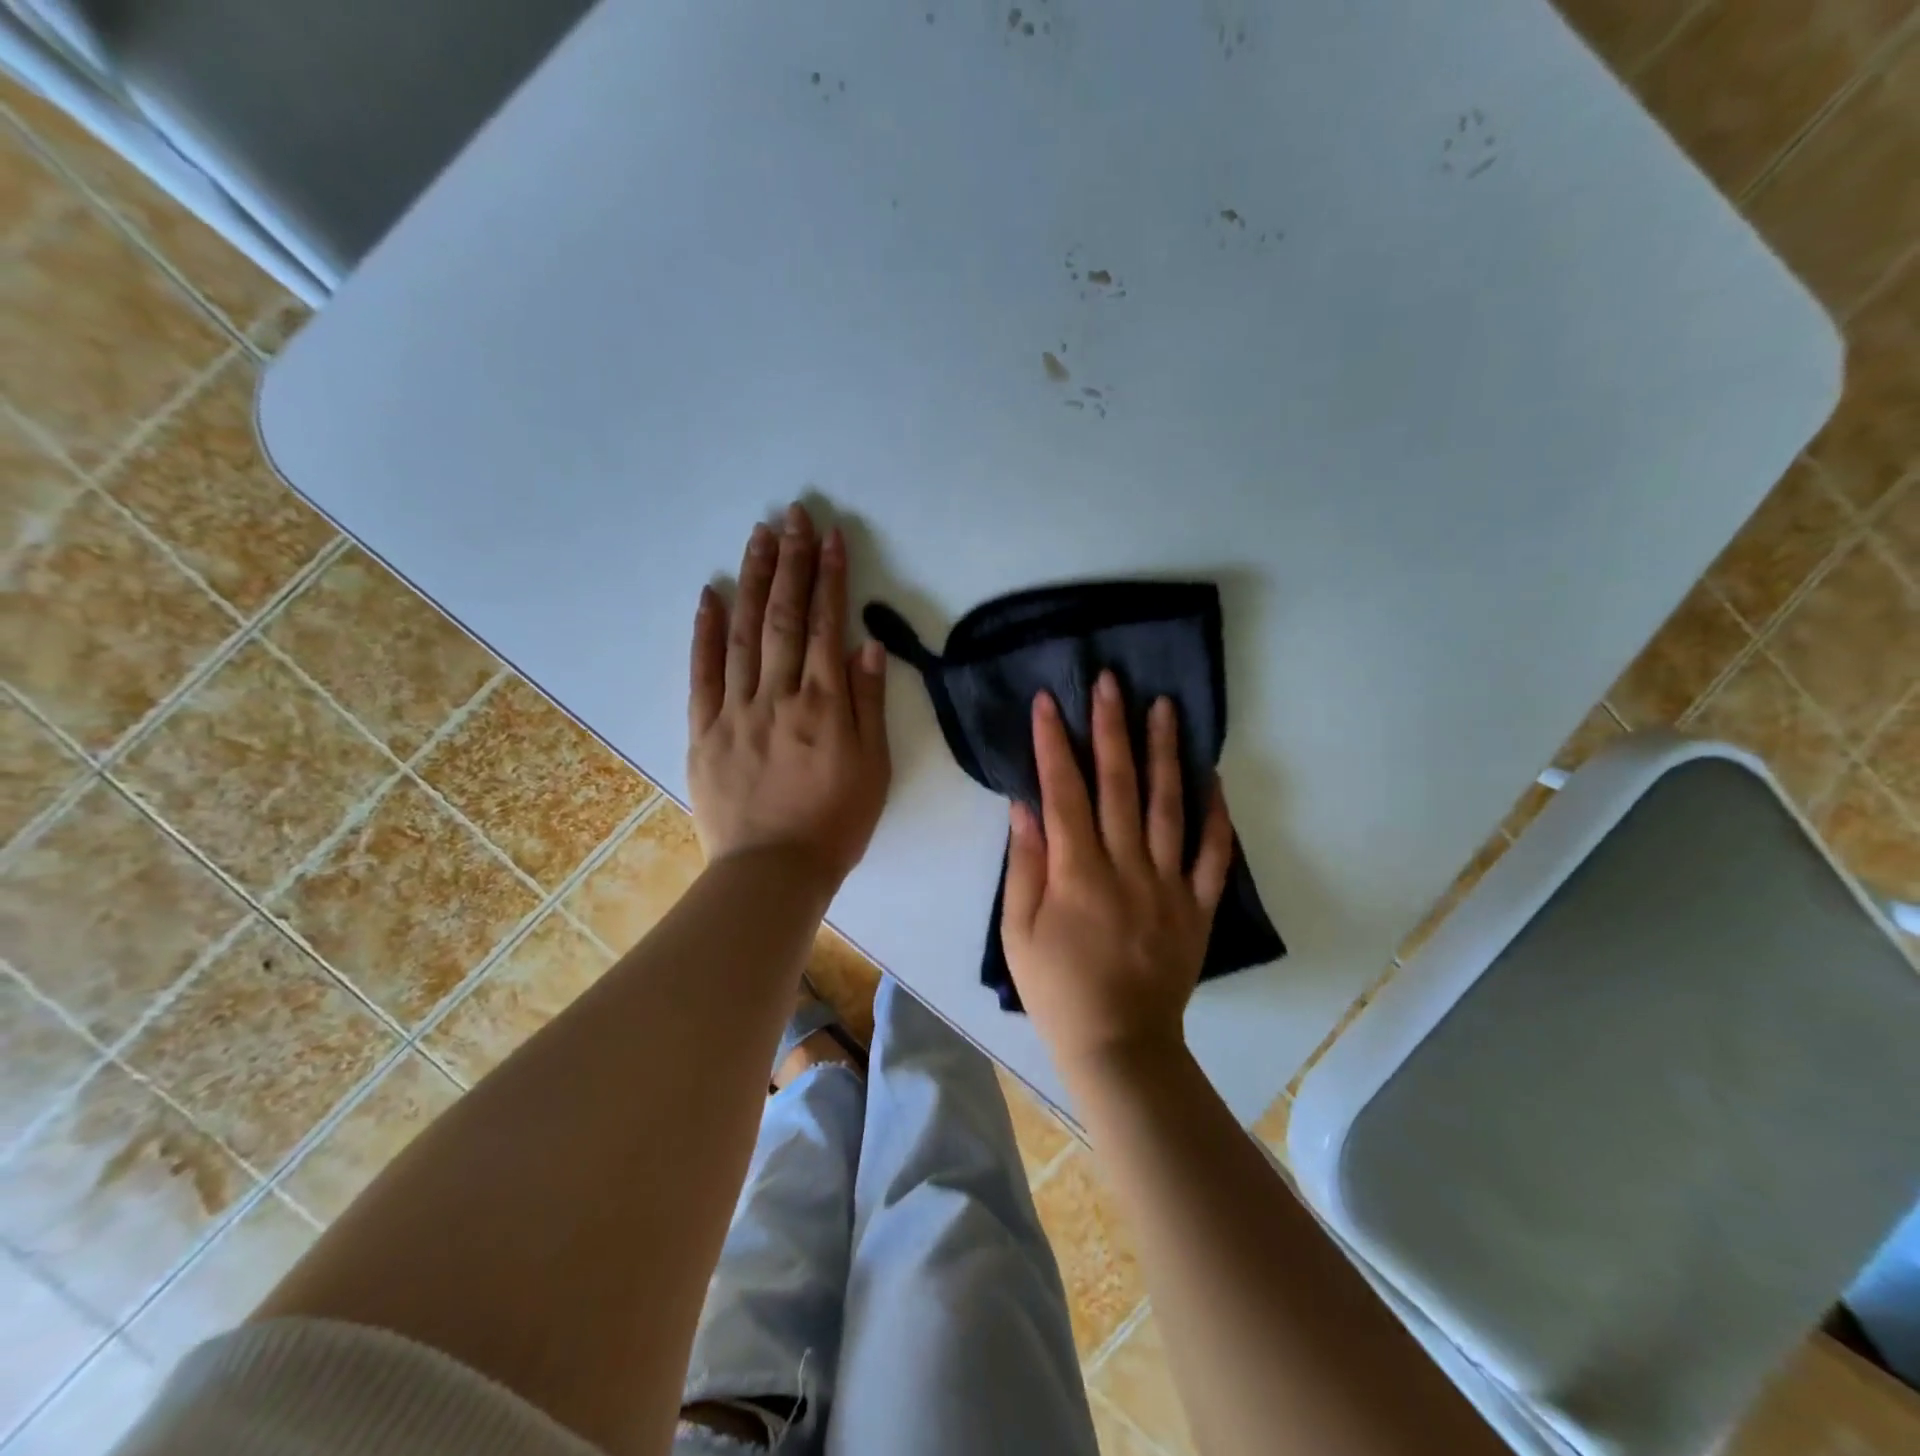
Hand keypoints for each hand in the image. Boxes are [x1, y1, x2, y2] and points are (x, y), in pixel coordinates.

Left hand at [687, 503, 890, 890]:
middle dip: (791, 562)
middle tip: (793, 515)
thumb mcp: (874, 768)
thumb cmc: (836, 822)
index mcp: (824, 705)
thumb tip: (865, 644)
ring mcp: (736, 710)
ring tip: (758, 536)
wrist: (774, 872)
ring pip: (743, 634)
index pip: (825, 626)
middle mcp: (778, 696)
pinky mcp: (705, 730)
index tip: (830, 536)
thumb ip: (869, 704)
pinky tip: (710, 594)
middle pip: (783, 617)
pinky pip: (703, 673)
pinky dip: (705, 631)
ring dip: (752, 580)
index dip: (829, 578)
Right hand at [1002, 672, 1233, 1077]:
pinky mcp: (1197, 906)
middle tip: (1112, 681)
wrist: (1119, 1045)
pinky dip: (1216, 816)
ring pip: (1169, 806)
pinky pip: (1212, 855)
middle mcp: (1126, 866)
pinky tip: (1212, 778)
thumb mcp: (1018, 933)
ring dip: (1165, 753)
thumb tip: (1025, 806)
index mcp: (1077, 872)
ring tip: (1165, 708)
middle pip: (1118, 785)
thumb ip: (1024, 865)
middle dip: (1111, 728)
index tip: (1049, 701)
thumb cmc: (1057, 990)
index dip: (1053, 743)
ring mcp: (1168, 884)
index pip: (1063, 792)